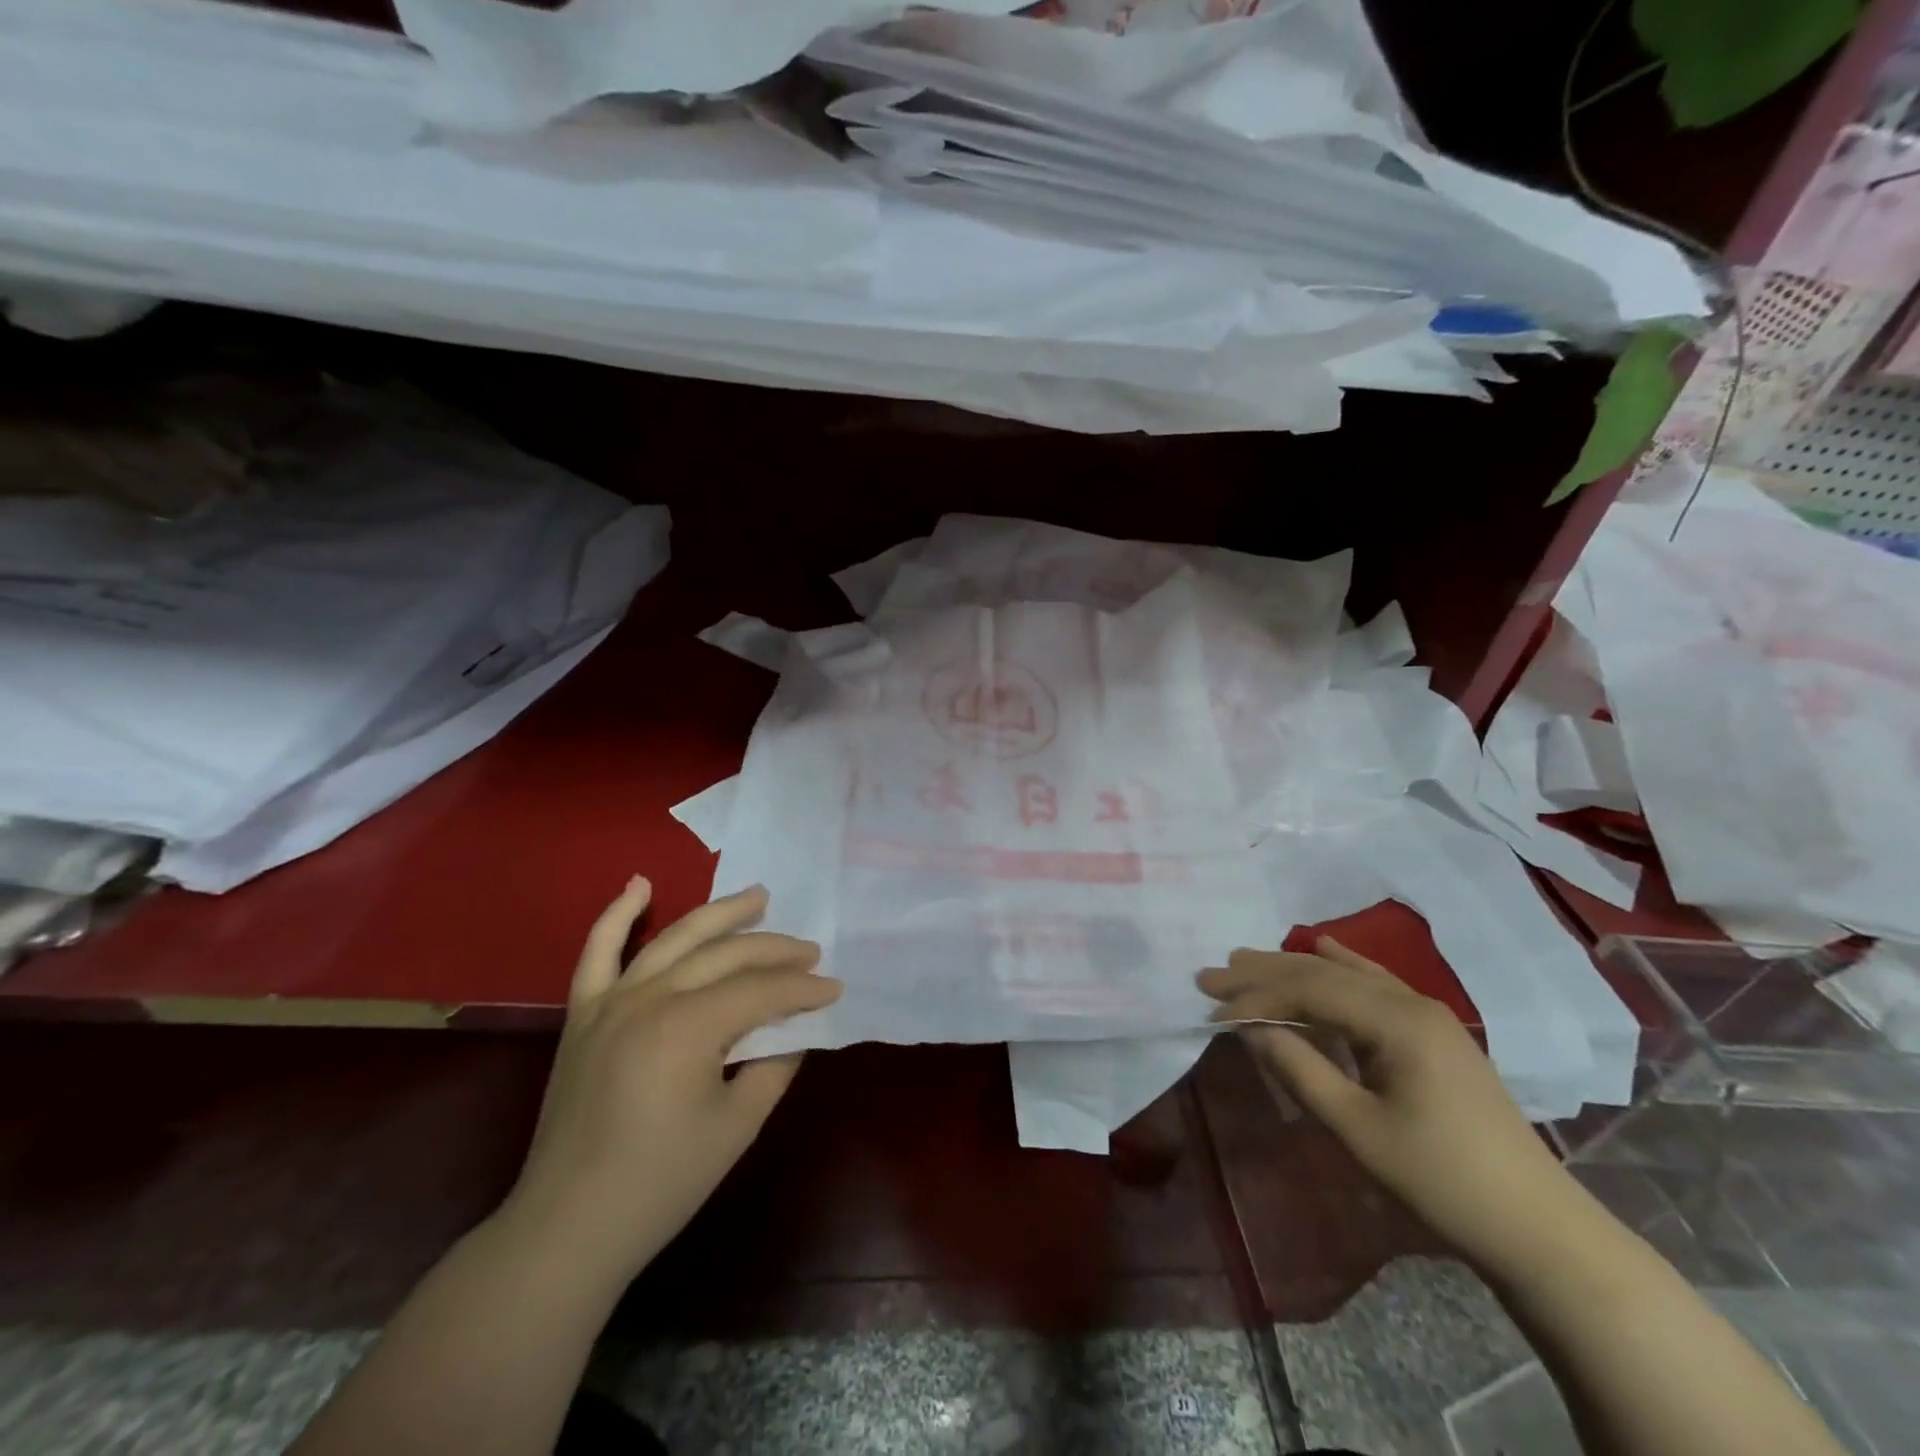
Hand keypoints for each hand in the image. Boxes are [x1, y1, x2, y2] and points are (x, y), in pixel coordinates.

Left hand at [499, 879, 841, 1284]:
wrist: (569, 1227)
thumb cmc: (662, 1183)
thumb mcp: (737, 1125)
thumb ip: (773, 1065)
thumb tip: (793, 1028)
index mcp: (687, 1027)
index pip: (760, 991)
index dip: (802, 989)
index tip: (835, 989)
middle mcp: (649, 998)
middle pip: (725, 956)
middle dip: (775, 950)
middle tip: (811, 951)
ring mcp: (611, 1001)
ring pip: (674, 938)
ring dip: (720, 914)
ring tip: (758, 897)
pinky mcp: (583, 1014)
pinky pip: (597, 952)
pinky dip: (617, 915)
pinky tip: (640, 884)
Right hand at [1199, 937, 1592, 1273]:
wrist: (1539, 1228)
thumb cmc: (1443, 1180)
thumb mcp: (1358, 1128)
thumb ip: (1300, 1070)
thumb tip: (1250, 1030)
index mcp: (1396, 1021)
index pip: (1309, 991)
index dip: (1255, 998)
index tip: (1212, 1011)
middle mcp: (1411, 1002)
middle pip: (1323, 974)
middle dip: (1263, 974)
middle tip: (1210, 975)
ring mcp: (1428, 1014)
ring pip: (1346, 975)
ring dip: (1293, 969)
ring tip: (1245, 960)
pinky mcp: (1434, 1032)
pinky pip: (1374, 985)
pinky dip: (1339, 968)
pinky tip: (1322, 948)